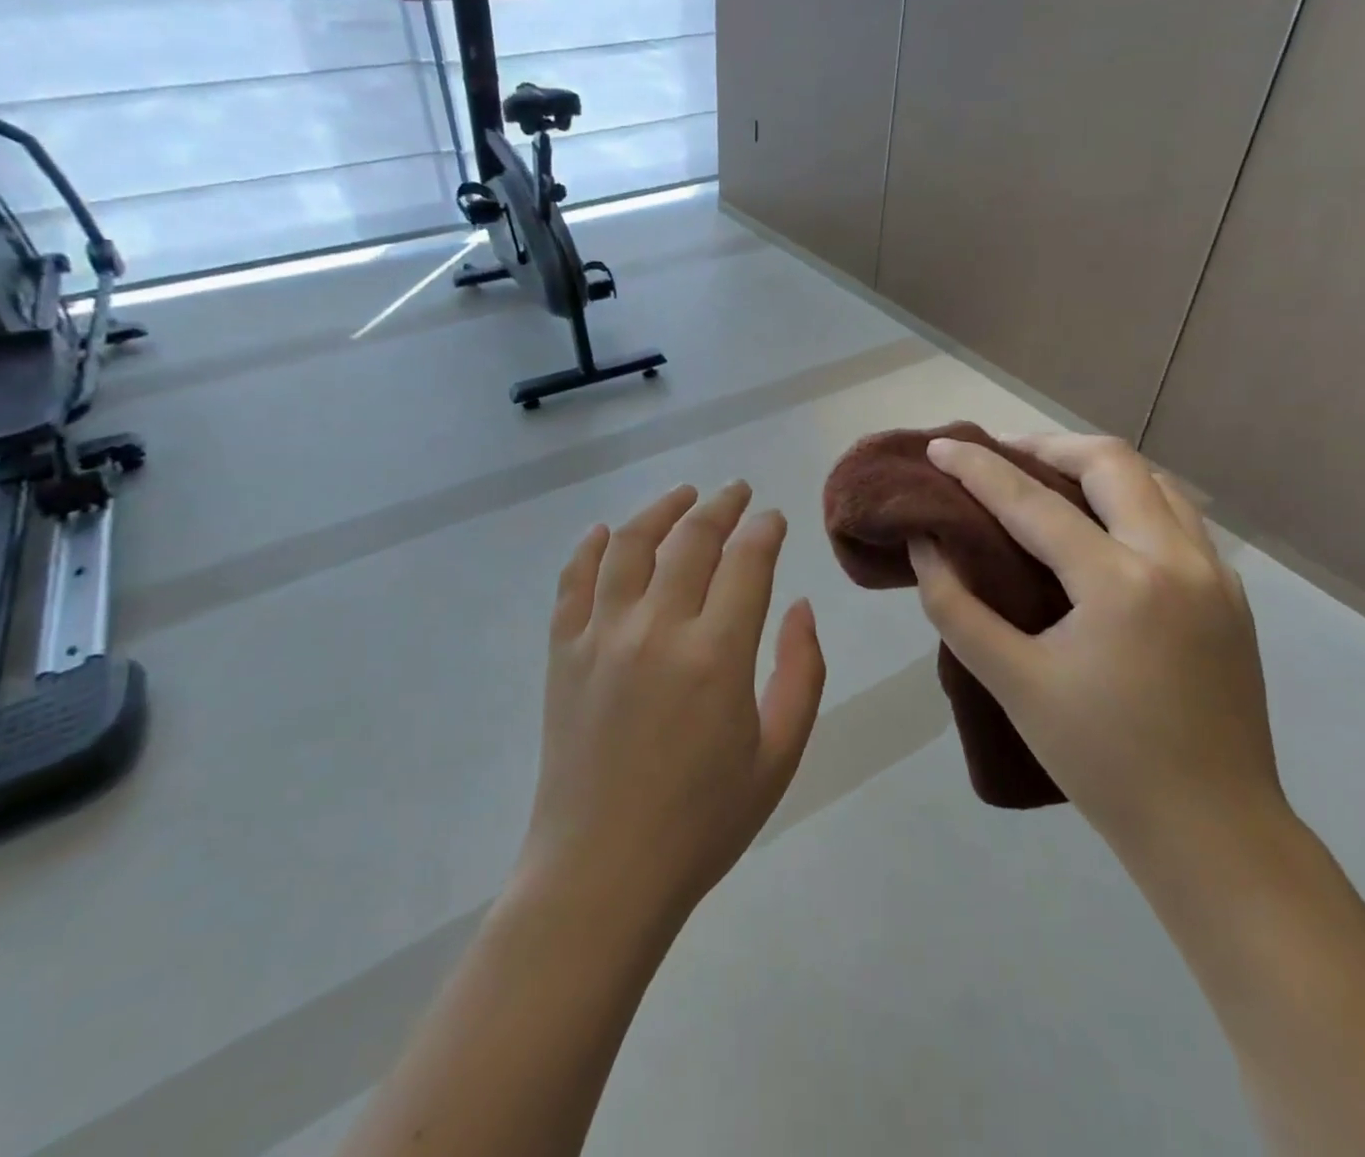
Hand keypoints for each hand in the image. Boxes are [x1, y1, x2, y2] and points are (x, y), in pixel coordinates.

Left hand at [519, 483, 826, 928]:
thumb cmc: (702, 823)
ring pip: (630, 545)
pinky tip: (606, 532)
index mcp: (716, 655)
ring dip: (660, 510)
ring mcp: (601, 636)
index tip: (773, 518)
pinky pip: (573, 581)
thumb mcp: (778, 756)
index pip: (747, 561)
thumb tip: (801, 607)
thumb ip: (801, 673)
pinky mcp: (562, 652)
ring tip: (683, 495)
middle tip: (736, 492)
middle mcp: (656, 629)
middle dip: (721, 506)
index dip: (764, 530)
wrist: (602, 872)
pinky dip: (590, 548)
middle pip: (691, 539)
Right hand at [908, 434, 1283, 852]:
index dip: (977, 468)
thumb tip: (927, 546)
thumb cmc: (1101, 760)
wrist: (1213, 831)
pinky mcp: (1230, 596)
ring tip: (1046, 477)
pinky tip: (1101, 525)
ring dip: (1095, 467)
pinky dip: (1131, 498)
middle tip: (998, 454)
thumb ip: (956, 607)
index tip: (939, 445)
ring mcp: (1214, 574)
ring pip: (1155, 481)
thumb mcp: (1012, 682)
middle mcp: (1176, 559)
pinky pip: (1178, 517)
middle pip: (1110, 462)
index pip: (1032, 502)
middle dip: (1046, 445)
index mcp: (1119, 583)